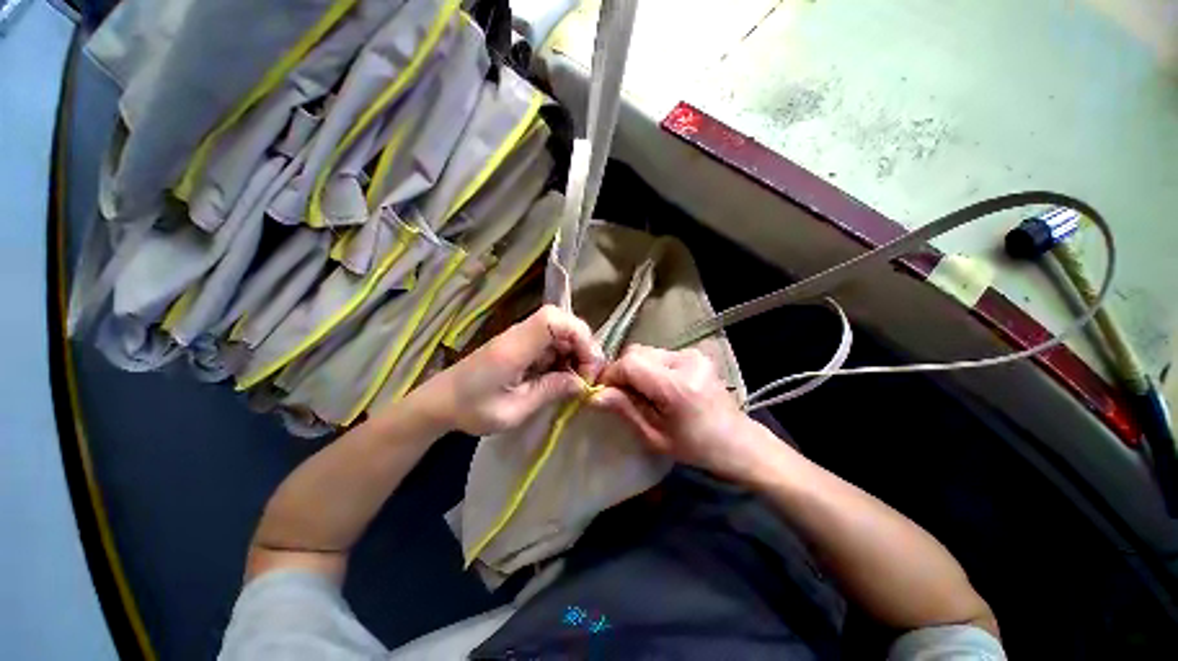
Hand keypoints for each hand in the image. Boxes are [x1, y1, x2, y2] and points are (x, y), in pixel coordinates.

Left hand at [416, 305, 603, 434]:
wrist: (440, 402)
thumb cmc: (472, 409)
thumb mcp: (514, 410)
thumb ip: (550, 391)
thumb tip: (581, 383)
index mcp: (514, 347)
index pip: (553, 319)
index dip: (578, 334)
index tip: (587, 364)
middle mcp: (519, 335)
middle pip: (562, 322)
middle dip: (582, 346)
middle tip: (587, 376)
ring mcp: (520, 339)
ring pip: (559, 333)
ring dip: (573, 353)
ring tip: (576, 381)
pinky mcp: (521, 346)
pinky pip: (550, 344)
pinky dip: (562, 358)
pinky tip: (561, 378)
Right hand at [593, 345, 771, 481]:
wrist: (738, 441)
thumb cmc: (696, 447)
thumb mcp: (655, 437)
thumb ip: (625, 410)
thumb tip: (595, 395)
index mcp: (677, 386)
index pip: (630, 363)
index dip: (611, 375)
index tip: (604, 393)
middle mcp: (686, 361)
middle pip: (637, 352)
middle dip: (623, 371)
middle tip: (622, 395)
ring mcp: (692, 354)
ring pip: (647, 352)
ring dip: (637, 369)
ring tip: (642, 393)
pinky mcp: (695, 354)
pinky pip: (660, 354)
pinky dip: (651, 368)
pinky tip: (658, 387)